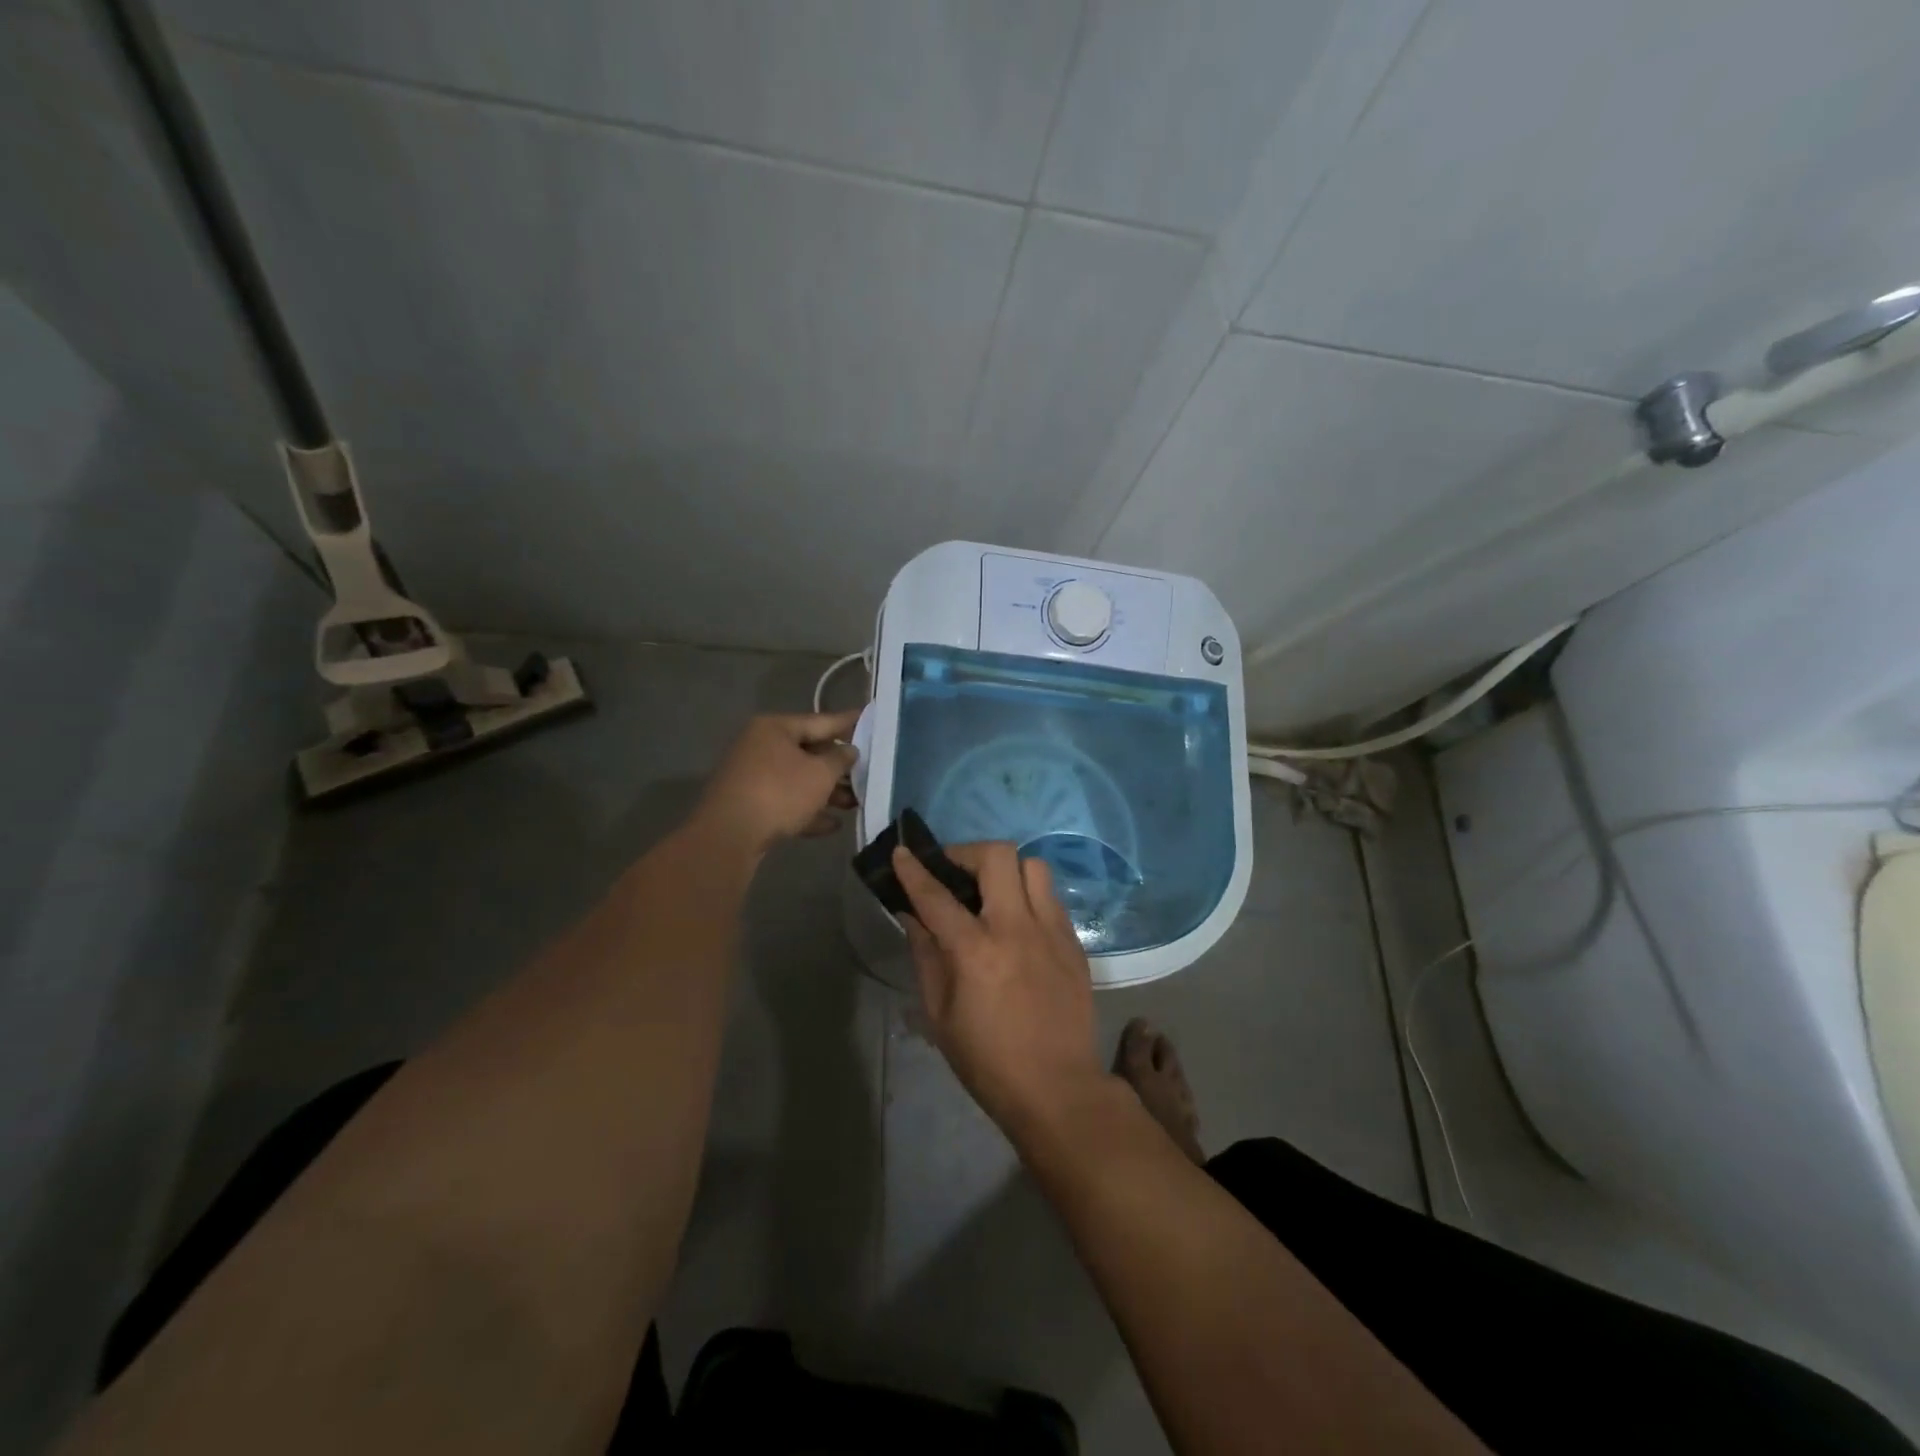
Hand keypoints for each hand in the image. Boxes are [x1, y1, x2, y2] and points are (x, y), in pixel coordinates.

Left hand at [695, 710, 858, 853]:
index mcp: (775, 728)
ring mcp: (752, 776)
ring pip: (798, 779)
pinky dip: (807, 810)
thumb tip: (849, 751)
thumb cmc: (780, 792)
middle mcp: (760, 746)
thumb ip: (840, 759)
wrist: (729, 835)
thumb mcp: (820, 774)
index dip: (848, 723)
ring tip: (854, 805)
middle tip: (866, 773)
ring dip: (827, 792)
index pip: (820, 721)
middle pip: (809, 752)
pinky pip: (785, 802)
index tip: (869, 719)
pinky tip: (832, 825)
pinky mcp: (749, 804)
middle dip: (838, 767)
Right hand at [892, 842, 1103, 1133]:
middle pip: (998, 856)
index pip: (937, 895)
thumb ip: (926, 956)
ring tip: (991, 893)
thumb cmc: (988, 1061)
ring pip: (1033, 867)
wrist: (1058, 1089)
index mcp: (976, 951)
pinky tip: (1017, 923)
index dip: (914, 869)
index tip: (902, 851)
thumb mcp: (940, 1015)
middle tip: (953, 872)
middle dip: (968, 853)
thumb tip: (913, 916)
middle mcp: (1017, 928)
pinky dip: (1028, 896)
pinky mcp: (1074, 943)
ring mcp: (1052, 931)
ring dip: (1006, 870)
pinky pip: (1050, 897)